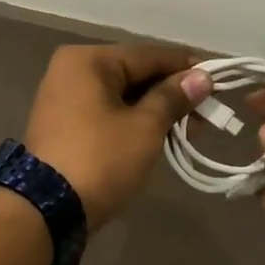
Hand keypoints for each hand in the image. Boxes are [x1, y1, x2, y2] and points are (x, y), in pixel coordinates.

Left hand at [23, 44, 210, 229]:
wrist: (46, 210)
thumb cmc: (100, 159)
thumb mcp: (144, 128)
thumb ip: (173, 98)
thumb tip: (202, 77)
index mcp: (88, 60)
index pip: (148, 55)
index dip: (186, 66)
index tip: (219, 77)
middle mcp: (72, 69)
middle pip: (134, 72)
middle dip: (172, 92)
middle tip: (208, 113)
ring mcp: (65, 97)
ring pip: (122, 94)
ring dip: (155, 109)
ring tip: (190, 129)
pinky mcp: (65, 124)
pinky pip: (107, 111)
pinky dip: (134, 120)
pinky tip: (161, 135)